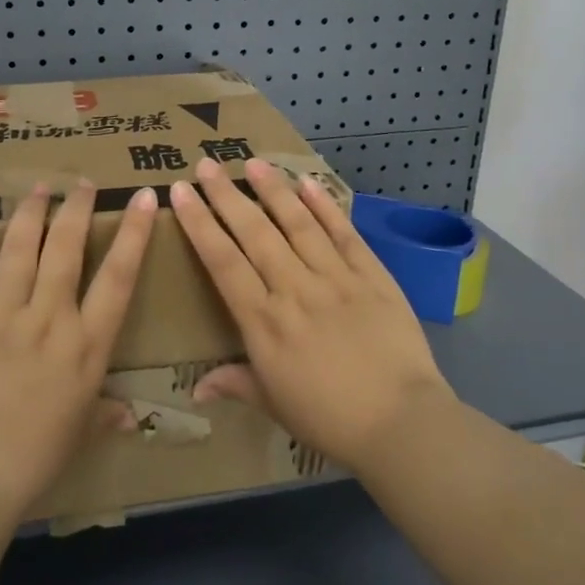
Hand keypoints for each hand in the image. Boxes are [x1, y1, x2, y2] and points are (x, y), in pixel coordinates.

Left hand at [0, 182, 158, 522]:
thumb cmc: (32, 460)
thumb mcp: (79, 433)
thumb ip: (106, 414)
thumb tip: (133, 417)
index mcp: (86, 345)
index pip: (118, 277)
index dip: (132, 233)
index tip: (140, 196)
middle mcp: (49, 318)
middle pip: (67, 249)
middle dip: (77, 209)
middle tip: (81, 182)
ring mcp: (1, 313)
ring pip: (20, 247)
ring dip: (31, 211)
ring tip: (39, 186)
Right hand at [171, 157, 454, 475]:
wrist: (402, 423)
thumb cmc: (329, 418)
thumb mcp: (274, 404)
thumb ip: (235, 384)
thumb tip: (195, 389)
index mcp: (264, 321)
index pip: (222, 261)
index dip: (199, 223)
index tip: (182, 192)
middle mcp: (294, 289)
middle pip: (255, 233)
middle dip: (226, 195)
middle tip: (206, 164)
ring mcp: (335, 278)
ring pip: (297, 223)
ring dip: (273, 190)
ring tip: (253, 161)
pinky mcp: (371, 275)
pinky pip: (343, 233)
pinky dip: (325, 206)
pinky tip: (308, 183)